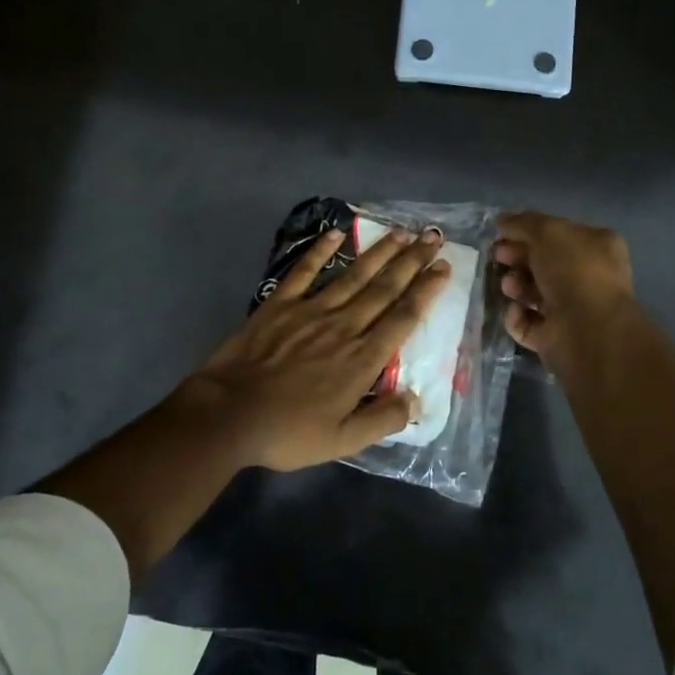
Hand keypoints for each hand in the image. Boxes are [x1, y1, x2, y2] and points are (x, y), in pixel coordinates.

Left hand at [174, 227, 451, 471]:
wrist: (229, 414)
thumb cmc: (288, 432)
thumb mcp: (342, 441)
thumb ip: (382, 421)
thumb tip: (417, 401)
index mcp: (362, 359)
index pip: (403, 318)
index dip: (426, 291)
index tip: (444, 268)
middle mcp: (343, 327)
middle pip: (384, 289)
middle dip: (412, 262)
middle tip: (433, 238)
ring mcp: (310, 311)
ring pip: (353, 276)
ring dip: (379, 253)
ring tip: (402, 232)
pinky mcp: (280, 304)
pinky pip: (304, 271)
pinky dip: (320, 250)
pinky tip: (336, 233)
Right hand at [493, 211, 635, 366]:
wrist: (586, 329)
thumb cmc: (573, 271)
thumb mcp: (547, 231)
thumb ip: (523, 223)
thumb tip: (503, 221)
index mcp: (596, 247)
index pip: (558, 235)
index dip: (528, 232)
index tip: (502, 234)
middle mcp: (588, 277)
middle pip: (543, 263)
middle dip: (517, 258)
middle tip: (498, 257)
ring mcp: (573, 309)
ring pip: (534, 292)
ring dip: (516, 286)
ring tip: (509, 287)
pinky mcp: (555, 337)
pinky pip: (528, 322)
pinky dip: (517, 316)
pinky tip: (516, 311)